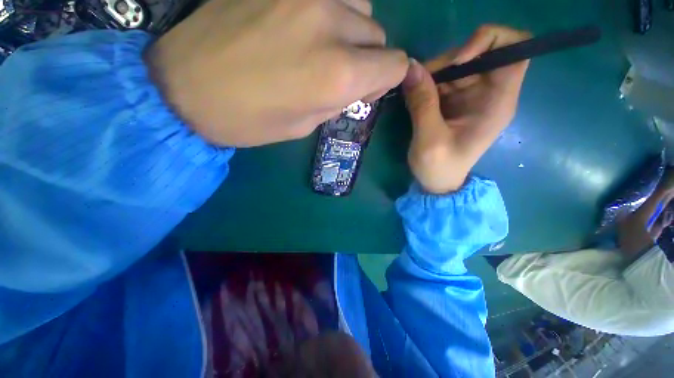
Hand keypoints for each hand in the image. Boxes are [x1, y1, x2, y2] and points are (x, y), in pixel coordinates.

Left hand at [145, 0, 407, 146]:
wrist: (185, 87)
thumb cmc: (251, 120)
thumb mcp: (305, 125)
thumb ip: (340, 100)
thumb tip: (361, 83)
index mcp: (337, 75)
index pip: (395, 66)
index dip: (386, 79)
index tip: (367, 88)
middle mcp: (331, 26)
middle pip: (379, 36)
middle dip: (368, 58)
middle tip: (341, 73)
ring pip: (361, 8)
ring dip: (352, 31)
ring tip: (322, 46)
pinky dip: (331, 10)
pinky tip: (305, 24)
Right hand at [402, 25, 530, 193]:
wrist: (437, 182)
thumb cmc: (439, 167)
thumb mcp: (429, 139)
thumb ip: (422, 103)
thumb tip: (411, 67)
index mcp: (497, 102)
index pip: (515, 51)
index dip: (490, 41)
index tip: (458, 59)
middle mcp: (489, 93)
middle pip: (479, 54)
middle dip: (448, 61)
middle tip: (418, 79)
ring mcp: (471, 96)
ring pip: (457, 65)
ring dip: (433, 72)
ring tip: (412, 90)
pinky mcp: (454, 101)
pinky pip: (443, 79)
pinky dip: (427, 82)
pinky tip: (414, 95)